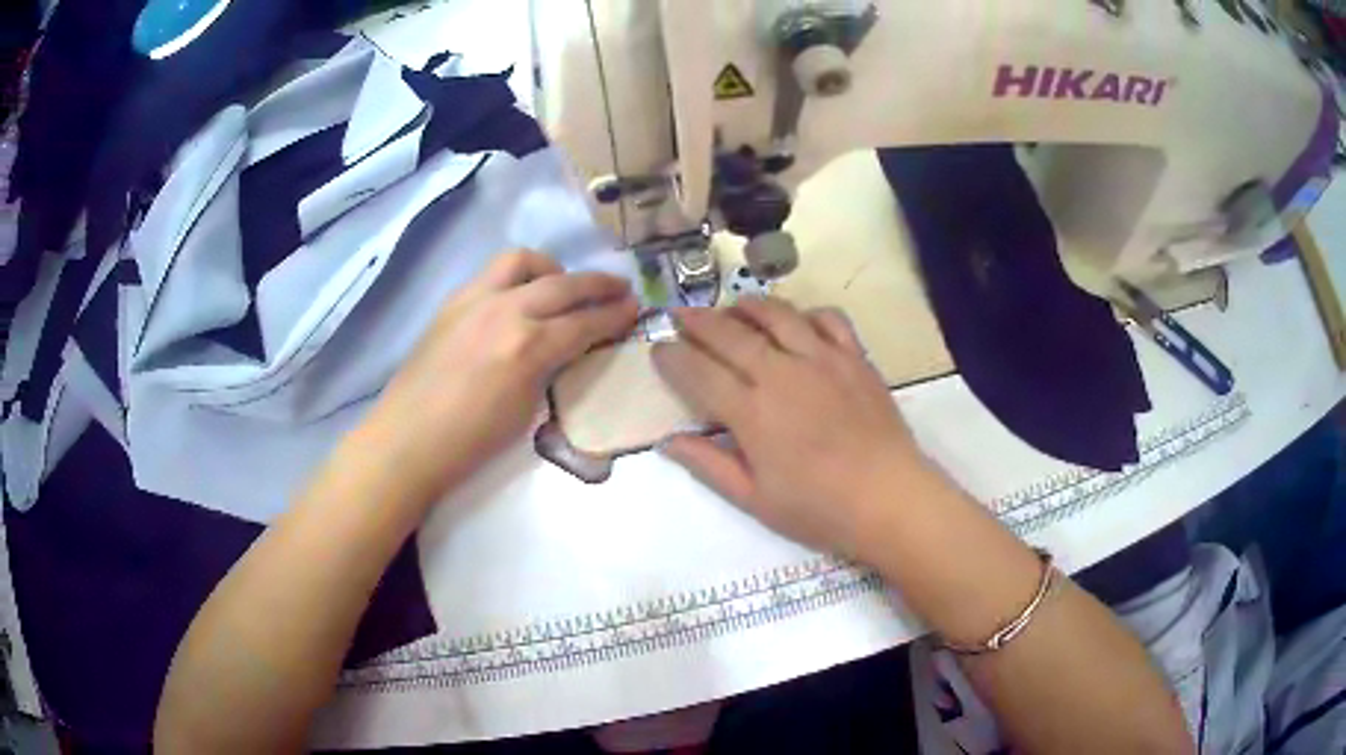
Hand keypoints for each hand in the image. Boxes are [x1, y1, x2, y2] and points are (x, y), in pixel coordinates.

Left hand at [366, 250, 637, 497]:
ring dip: (552, 268)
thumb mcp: (527, 409)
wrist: (408, 440)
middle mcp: (505, 310)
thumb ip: (552, 367)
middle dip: (598, 284)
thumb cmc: (471, 442)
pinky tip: (521, 298)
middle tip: (619, 289)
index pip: (585, 321)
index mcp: (528, 346)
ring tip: (562, 284)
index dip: (615, 315)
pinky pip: (493, 274)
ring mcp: (474, 300)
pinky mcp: (453, 302)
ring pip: (522, 261)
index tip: (636, 309)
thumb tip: (568, 346)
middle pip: (563, 284)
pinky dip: (518, 278)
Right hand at [652, 299, 932, 558]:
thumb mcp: (754, 498)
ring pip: (776, 314)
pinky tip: (797, 321)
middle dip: (697, 321)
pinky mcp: (854, 357)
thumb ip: (708, 465)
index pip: (699, 372)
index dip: (673, 357)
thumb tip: (667, 441)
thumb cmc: (818, 508)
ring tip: (732, 308)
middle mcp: (782, 373)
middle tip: (680, 315)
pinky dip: (806, 312)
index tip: (658, 347)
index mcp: (752, 412)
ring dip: (747, 306)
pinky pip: (827, 318)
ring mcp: (822, 359)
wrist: (888, 498)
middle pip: (730, 334)